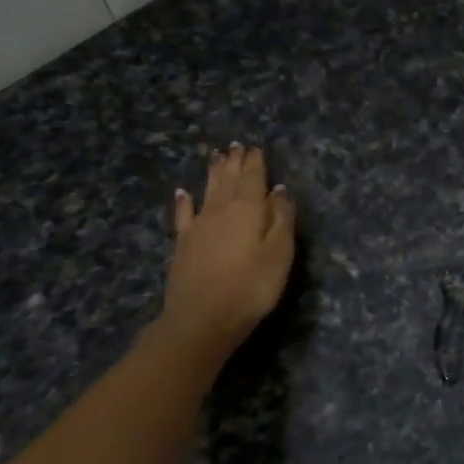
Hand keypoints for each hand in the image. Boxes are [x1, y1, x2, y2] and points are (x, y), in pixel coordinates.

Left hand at [162, 144, 296, 347]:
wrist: (202, 318)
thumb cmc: (251, 287)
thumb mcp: (280, 253)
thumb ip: (281, 218)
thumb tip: (280, 189)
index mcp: (248, 210)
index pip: (253, 178)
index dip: (256, 163)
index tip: (256, 148)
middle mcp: (221, 210)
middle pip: (228, 180)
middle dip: (234, 162)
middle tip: (236, 145)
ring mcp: (198, 227)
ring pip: (207, 191)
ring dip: (213, 173)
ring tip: (216, 156)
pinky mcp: (182, 244)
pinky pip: (183, 214)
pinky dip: (184, 201)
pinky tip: (182, 192)